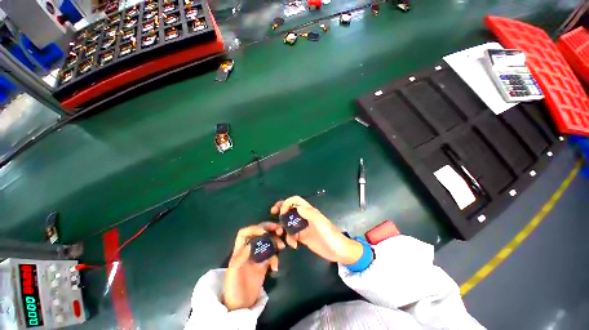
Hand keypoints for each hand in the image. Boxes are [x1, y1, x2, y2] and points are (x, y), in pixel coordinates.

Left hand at [223, 223, 285, 310]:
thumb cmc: (233, 287)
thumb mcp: (233, 272)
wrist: (241, 305)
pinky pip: (272, 255)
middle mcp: (249, 249)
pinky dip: (276, 258)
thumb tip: (251, 243)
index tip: (264, 232)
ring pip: (268, 241)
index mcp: (239, 249)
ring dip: (276, 241)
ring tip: (282, 246)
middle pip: (259, 233)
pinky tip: (275, 267)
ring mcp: (258, 255)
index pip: (245, 233)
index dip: (254, 228)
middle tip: (280, 230)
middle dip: (269, 229)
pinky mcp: (264, 263)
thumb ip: (241, 256)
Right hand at [270, 196, 362, 264]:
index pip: (296, 201)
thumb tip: (296, 208)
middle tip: (273, 214)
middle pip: (290, 209)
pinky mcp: (302, 237)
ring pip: (289, 223)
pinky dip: (290, 239)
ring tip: (283, 236)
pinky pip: (292, 235)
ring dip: (284, 228)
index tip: (281, 211)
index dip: (287, 203)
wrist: (338, 251)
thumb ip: (309, 214)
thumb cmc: (330, 235)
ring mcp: (303, 227)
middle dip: (281, 210)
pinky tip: (294, 246)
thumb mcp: (321, 224)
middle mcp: (305, 217)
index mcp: (309, 211)